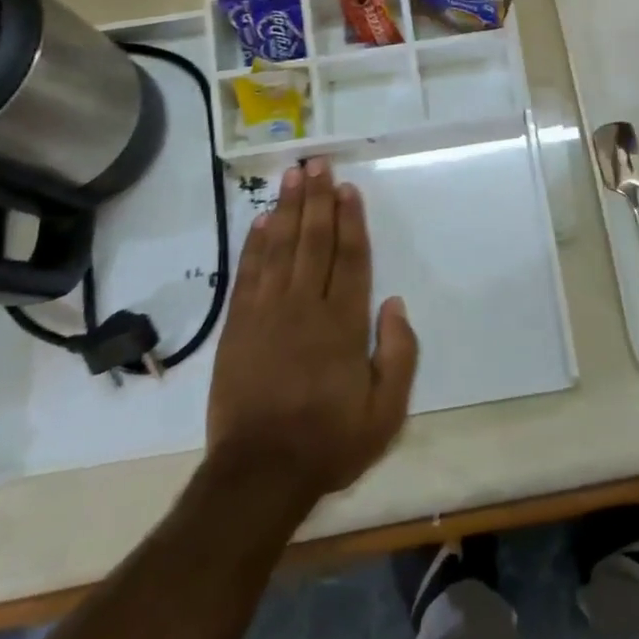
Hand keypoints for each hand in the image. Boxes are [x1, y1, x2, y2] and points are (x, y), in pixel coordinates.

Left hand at [206, 159, 417, 505]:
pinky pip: (248, 274)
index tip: (347, 188)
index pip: (350, 258)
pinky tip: (260, 221)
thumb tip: (395, 303)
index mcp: (343, 324)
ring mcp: (268, 313)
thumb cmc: (328, 442)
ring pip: (280, 248)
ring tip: (291, 176)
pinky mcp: (239, 326)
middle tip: (317, 163)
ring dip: (286, 209)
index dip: (350, 220)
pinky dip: (254, 245)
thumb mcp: (385, 413)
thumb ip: (398, 355)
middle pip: (314, 241)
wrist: (258, 474)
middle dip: (317, 199)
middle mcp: (306, 306)